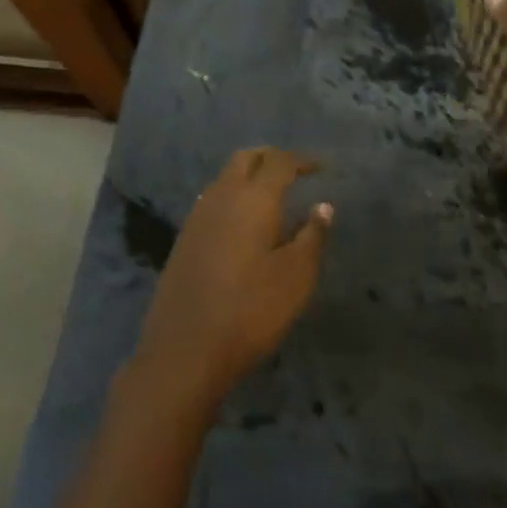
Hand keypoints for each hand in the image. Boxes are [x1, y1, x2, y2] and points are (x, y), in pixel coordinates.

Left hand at [127, 148, 333, 416]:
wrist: (185, 349)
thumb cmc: (251, 310)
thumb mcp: (297, 276)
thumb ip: (313, 236)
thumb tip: (322, 206)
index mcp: (253, 199)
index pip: (279, 161)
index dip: (302, 160)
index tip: (320, 168)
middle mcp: (222, 197)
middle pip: (246, 159)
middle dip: (271, 158)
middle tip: (295, 172)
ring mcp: (197, 217)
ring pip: (225, 178)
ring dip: (249, 176)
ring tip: (273, 196)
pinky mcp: (184, 239)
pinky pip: (213, 201)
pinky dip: (233, 198)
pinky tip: (244, 223)